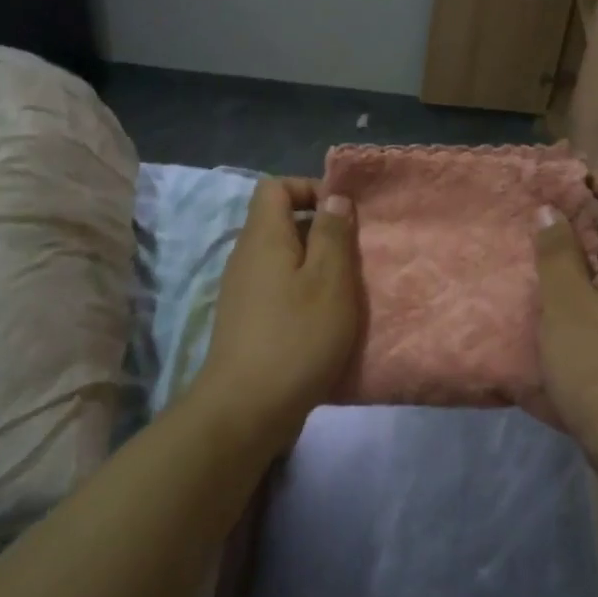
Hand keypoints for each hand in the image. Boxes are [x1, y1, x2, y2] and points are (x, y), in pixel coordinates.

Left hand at [196, 178, 360, 441]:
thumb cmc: (296, 337)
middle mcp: (246, 256)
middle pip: (281, 223)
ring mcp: (242, 290)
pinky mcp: (246, 321)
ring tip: (347, 290)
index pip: (275, 187)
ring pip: (283, 259)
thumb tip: (334, 197)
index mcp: (263, 237)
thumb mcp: (329, 280)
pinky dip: (303, 294)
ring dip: (316, 267)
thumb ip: (333, 234)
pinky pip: (278, 288)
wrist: (246, 409)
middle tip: (355, 255)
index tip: (343, 214)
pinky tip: (326, 321)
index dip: (309, 189)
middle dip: (321, 231)